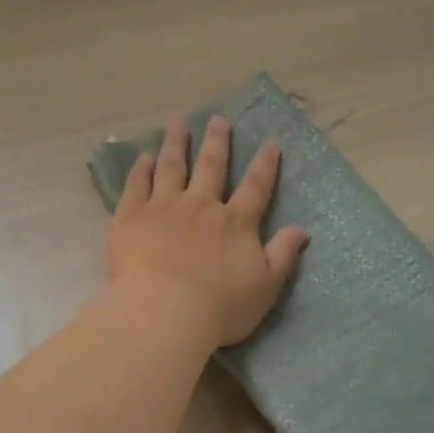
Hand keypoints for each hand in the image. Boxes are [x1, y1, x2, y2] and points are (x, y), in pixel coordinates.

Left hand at [107, 114, 308, 347]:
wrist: (165, 313)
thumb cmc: (219, 308)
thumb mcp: (265, 287)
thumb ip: (282, 255)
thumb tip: (302, 229)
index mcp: (235, 223)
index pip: (256, 186)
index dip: (265, 164)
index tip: (270, 142)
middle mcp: (201, 206)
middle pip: (211, 166)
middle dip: (217, 141)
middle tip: (218, 119)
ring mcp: (164, 207)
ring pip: (172, 166)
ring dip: (176, 143)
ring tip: (177, 122)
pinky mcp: (131, 216)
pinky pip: (136, 185)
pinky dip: (141, 169)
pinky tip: (143, 157)